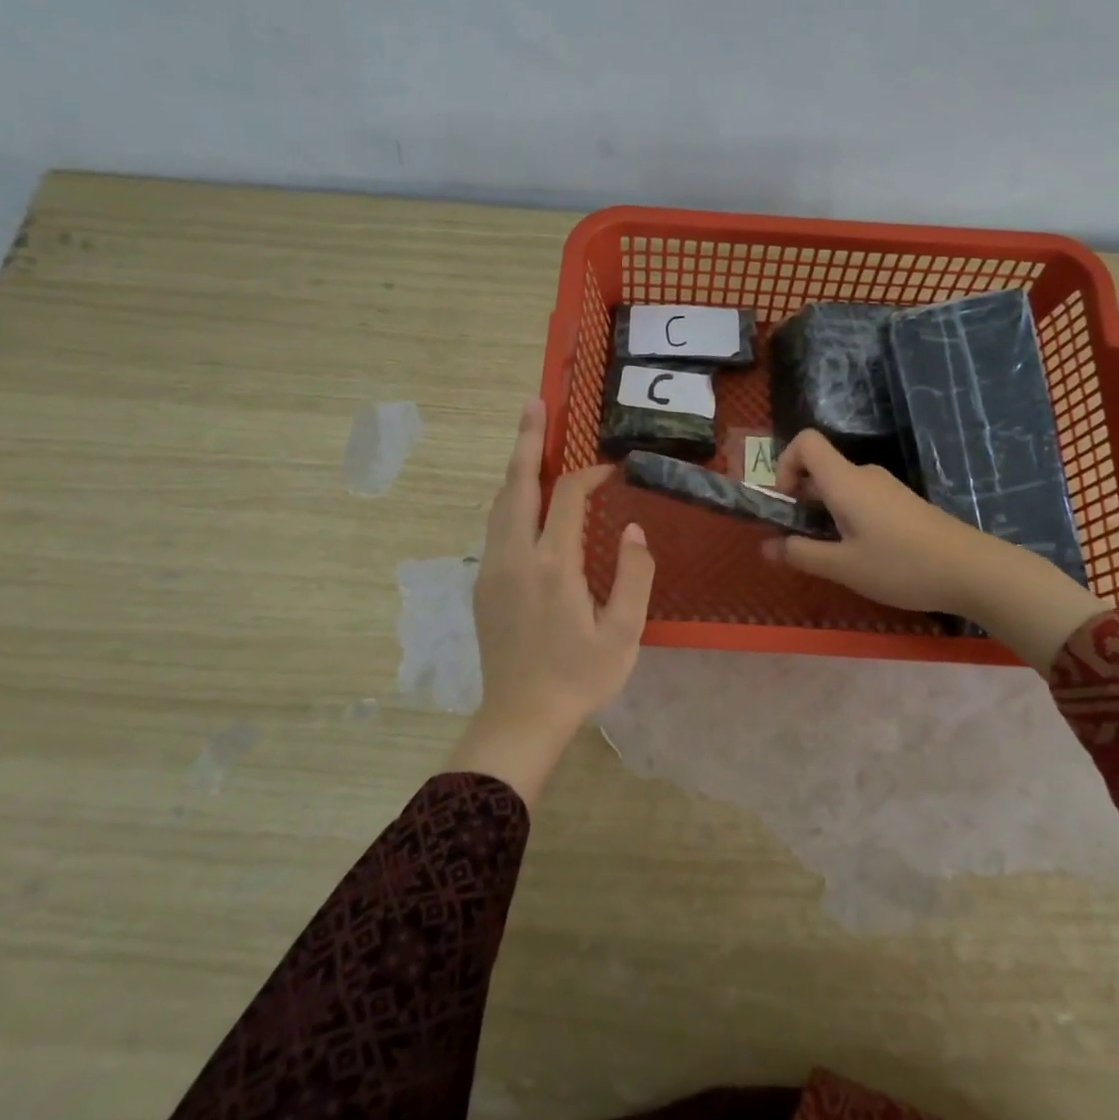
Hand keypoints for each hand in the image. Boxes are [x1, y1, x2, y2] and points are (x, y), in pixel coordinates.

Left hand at [446, 398, 655, 803]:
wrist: (520, 717)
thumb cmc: (579, 678)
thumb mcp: (623, 634)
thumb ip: (634, 577)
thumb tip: (635, 531)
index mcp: (553, 565)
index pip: (569, 498)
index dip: (591, 475)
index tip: (614, 470)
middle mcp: (515, 556)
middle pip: (518, 484)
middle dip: (527, 440)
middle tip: (534, 403)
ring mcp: (492, 569)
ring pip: (500, 503)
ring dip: (516, 468)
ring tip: (529, 440)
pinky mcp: (483, 584)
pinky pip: (495, 526)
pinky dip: (510, 499)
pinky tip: (523, 498)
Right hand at [761, 430, 1104, 672]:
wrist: (972, 570)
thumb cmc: (901, 565)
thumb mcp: (843, 567)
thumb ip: (801, 553)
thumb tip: (765, 546)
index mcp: (845, 481)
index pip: (805, 442)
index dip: (785, 464)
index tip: (785, 504)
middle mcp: (864, 475)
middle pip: (820, 468)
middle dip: (800, 499)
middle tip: (799, 541)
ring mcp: (886, 488)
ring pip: (840, 487)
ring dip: (823, 513)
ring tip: (831, 555)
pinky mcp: (902, 503)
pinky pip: (860, 499)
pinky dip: (846, 518)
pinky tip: (860, 555)